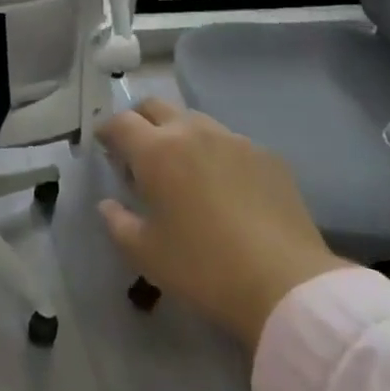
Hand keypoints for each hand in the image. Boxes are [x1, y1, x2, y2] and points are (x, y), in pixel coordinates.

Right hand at [95, 98, 346, 351]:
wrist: (286, 284)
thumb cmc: (204, 268)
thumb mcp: (146, 254)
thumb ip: (118, 223)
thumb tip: (108, 204)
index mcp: (156, 150)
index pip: (120, 122)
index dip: (106, 130)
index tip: (103, 145)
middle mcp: (192, 131)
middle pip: (155, 106)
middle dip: (140, 121)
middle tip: (138, 152)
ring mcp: (233, 140)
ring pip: (195, 120)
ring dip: (179, 134)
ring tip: (183, 169)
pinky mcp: (267, 156)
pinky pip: (230, 143)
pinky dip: (216, 154)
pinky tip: (225, 187)